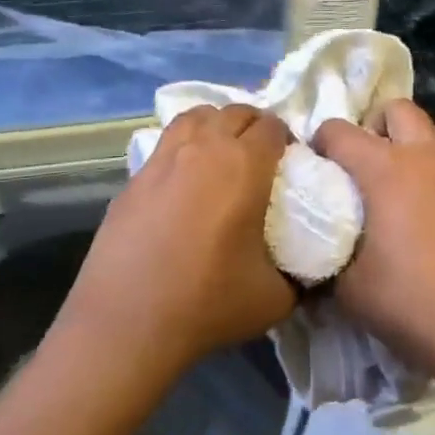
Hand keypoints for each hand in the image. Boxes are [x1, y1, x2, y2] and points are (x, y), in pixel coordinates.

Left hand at [63, 105, 295, 368]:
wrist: (128, 322)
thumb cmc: (208, 303)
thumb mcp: (276, 297)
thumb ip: (299, 275)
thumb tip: (305, 270)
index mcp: (244, 166)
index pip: (273, 126)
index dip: (287, 139)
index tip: (290, 163)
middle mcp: (202, 149)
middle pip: (234, 113)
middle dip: (254, 126)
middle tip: (262, 156)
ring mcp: (162, 160)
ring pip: (194, 117)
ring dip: (216, 125)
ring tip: (222, 152)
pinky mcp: (133, 179)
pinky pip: (166, 145)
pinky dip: (183, 147)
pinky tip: (184, 180)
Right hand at [313, 101, 434, 399]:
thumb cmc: (410, 301)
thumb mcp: (348, 287)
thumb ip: (327, 255)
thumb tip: (315, 250)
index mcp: (385, 168)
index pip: (339, 131)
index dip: (319, 144)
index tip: (314, 169)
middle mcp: (425, 157)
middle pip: (397, 110)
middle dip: (374, 127)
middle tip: (362, 164)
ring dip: (416, 141)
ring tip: (401, 177)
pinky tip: (428, 209)